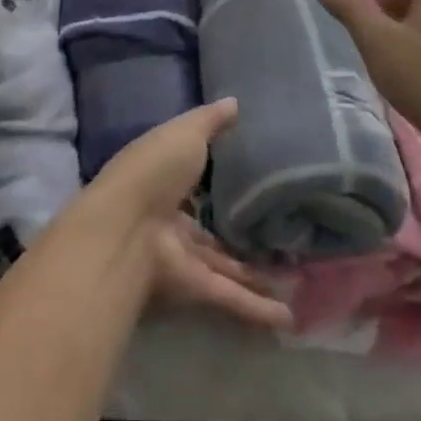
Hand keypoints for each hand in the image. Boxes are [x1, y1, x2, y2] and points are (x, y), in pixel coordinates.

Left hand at [85, 99, 290, 330]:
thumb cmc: (153, 168)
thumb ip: (211, 121)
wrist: (128, 226)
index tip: (251, 180)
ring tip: (293, 282)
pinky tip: (287, 318)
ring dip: (255, 276)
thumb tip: (235, 101)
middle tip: (280, 238)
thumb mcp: (184, 132)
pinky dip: (256, 309)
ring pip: (224, 267)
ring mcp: (181, 254)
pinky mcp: (192, 286)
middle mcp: (171, 217)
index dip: (217, 179)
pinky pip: (229, 296)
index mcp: (164, 177)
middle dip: (239, 236)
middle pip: (211, 230)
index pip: (193, 179)